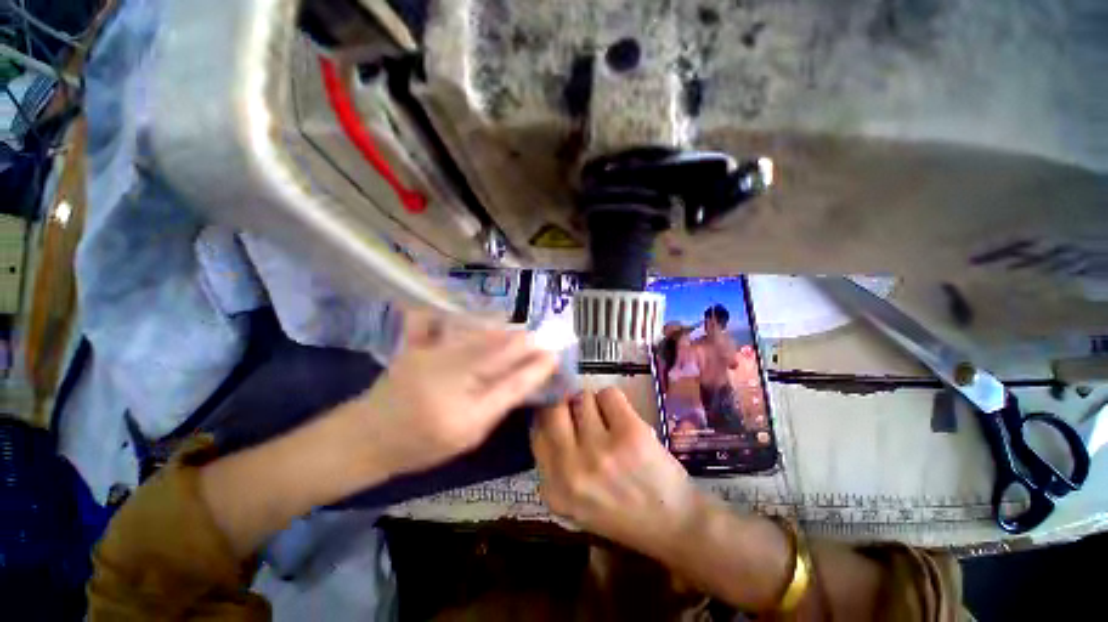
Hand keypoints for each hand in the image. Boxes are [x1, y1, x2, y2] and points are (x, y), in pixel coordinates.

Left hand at [347, 310, 558, 477]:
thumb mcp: (470, 431)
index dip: (535, 363)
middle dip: (523, 340)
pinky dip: (460, 316)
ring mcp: (427, 351)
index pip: (509, 376)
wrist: (367, 438)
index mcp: (459, 399)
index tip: (554, 354)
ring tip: (519, 333)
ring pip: (475, 330)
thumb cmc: (421, 444)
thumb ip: (502, 400)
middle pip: (495, 345)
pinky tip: (476, 318)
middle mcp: (444, 367)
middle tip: (541, 340)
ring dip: (502, 329)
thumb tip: (530, 376)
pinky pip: (438, 320)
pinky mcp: (414, 343)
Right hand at [531, 387, 700, 556]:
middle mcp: (572, 469)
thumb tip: (545, 413)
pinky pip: (608, 393)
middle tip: (582, 413)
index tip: (559, 411)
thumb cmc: (622, 511)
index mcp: (555, 489)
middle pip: (554, 408)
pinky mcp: (630, 433)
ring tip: (608, 423)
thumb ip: (554, 463)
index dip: (547, 415)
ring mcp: (601, 450)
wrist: (675, 525)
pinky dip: (613, 400)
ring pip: (582, 397)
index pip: (536, 431)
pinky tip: (623, 419)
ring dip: (593, 404)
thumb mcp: (574, 500)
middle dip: (566, 404)